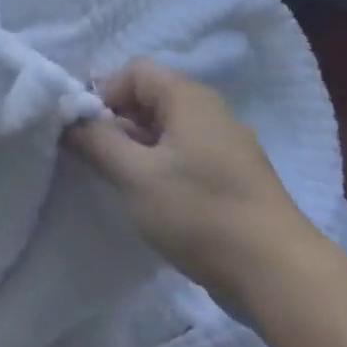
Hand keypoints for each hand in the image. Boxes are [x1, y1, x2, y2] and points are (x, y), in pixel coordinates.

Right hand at [64, 60, 329, 316]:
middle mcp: (212, 112)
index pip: (136, 71)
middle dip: (118, 123)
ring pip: (169, 131)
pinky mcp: (235, 179)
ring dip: (138, 150)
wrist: (278, 274)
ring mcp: (228, 147)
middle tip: (99, 160)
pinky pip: (187, 157)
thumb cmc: (199, 213)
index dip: (105, 93)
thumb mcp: (134, 175)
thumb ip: (96, 141)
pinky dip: (162, 169)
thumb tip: (68, 119)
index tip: (89, 132)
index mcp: (189, 98)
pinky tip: (154, 203)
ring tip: (122, 184)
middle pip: (152, 98)